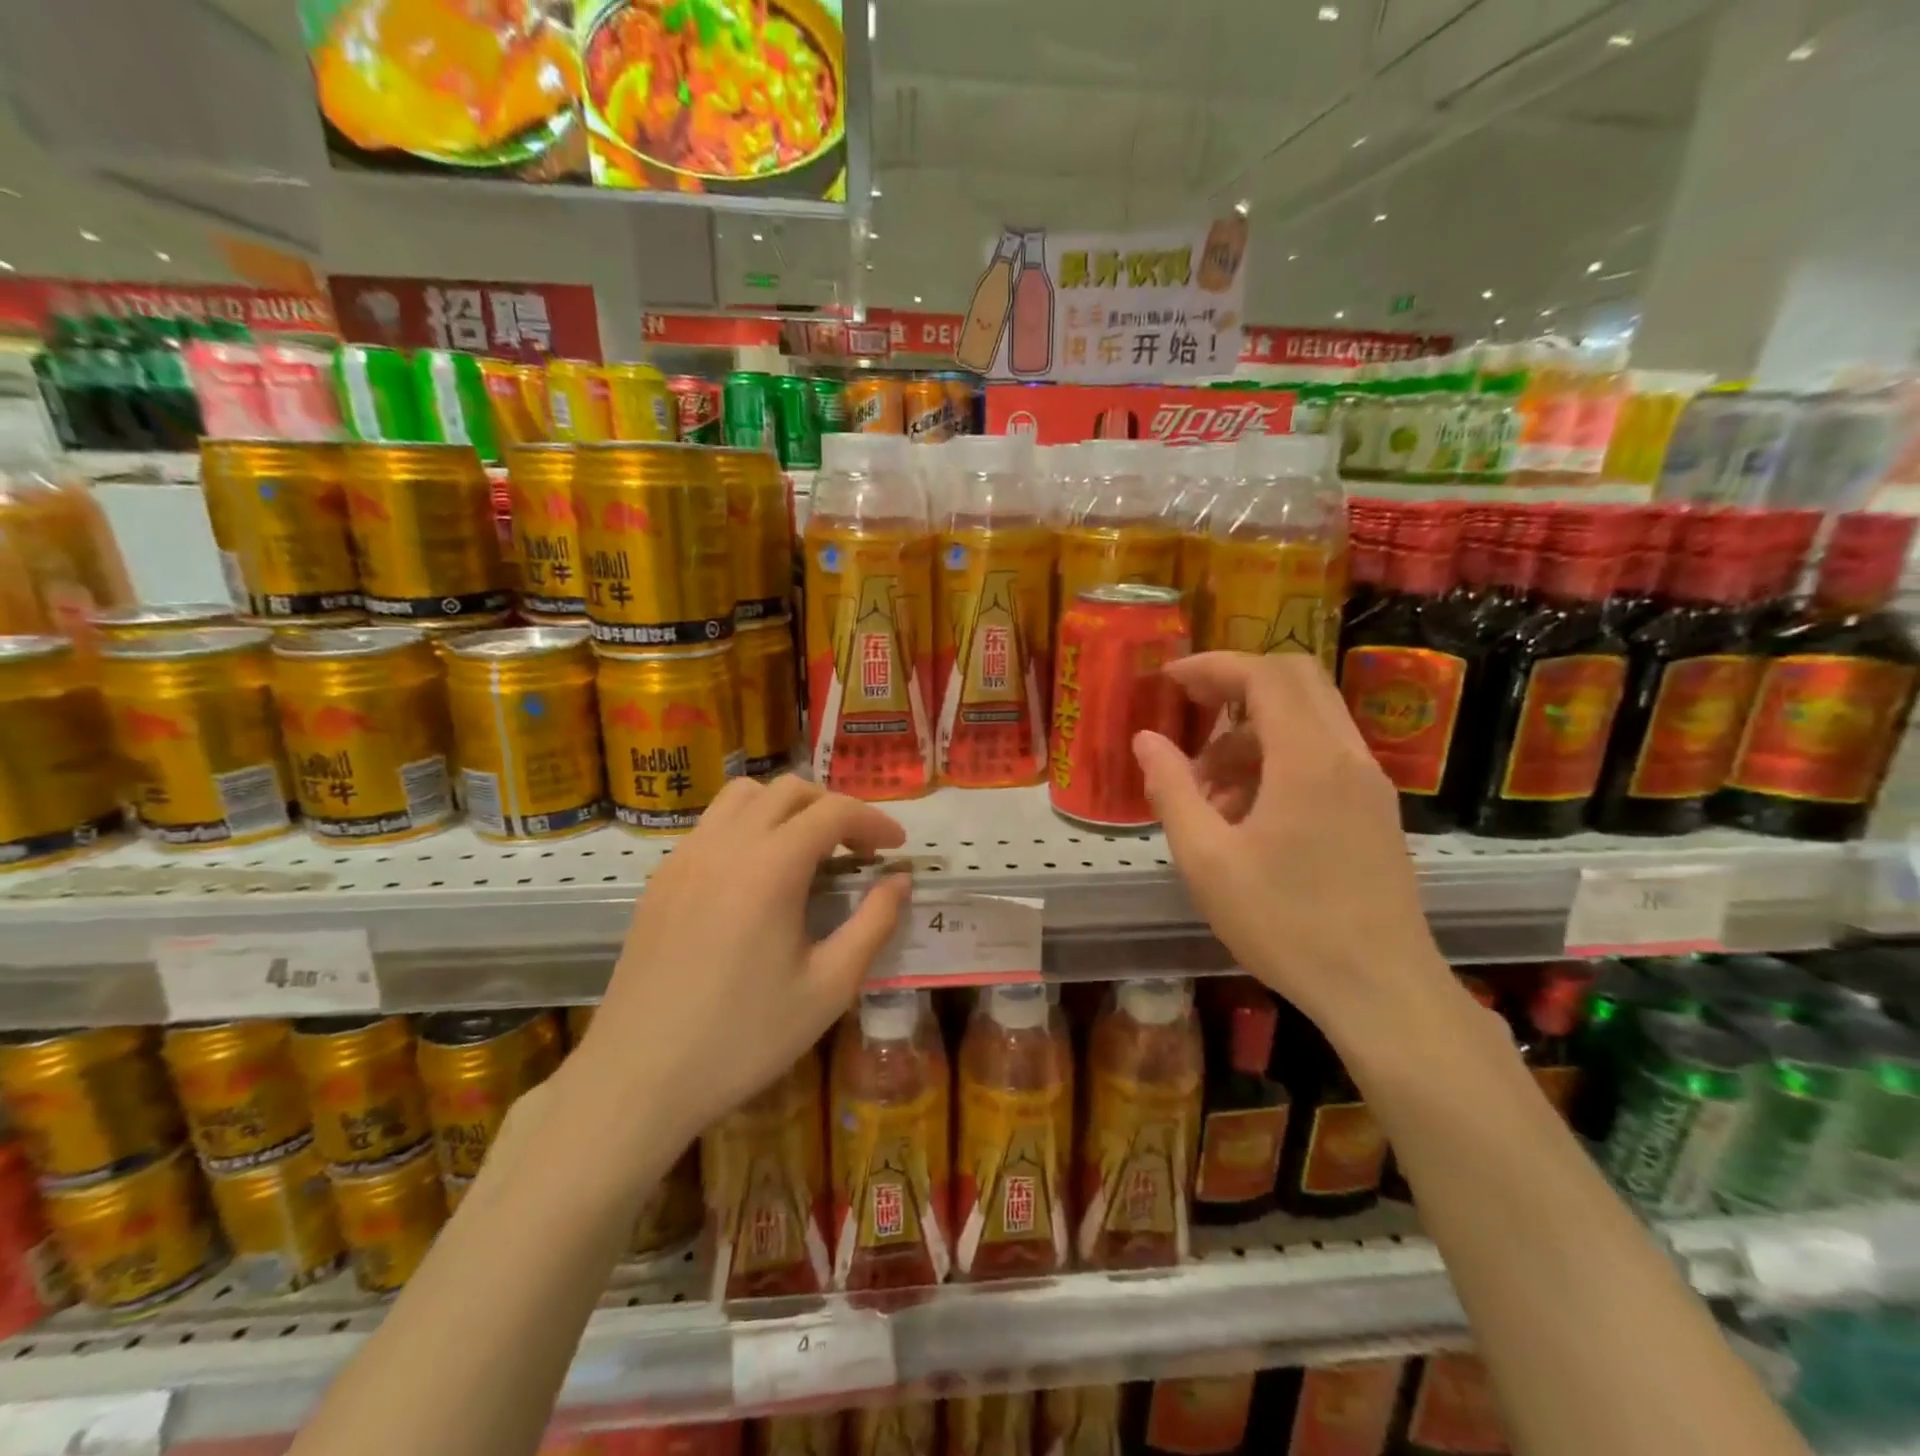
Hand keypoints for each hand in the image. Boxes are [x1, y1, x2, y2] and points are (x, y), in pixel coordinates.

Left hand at [569, 776, 910, 1163]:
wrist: (637, 1078)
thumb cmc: (743, 1038)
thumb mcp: (828, 988)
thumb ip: (874, 924)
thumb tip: (899, 881)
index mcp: (770, 867)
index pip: (833, 811)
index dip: (874, 821)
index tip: (897, 848)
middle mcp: (726, 844)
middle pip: (789, 790)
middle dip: (833, 807)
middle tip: (857, 849)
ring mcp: (686, 857)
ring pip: (743, 796)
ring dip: (786, 808)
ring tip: (807, 850)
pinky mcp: (661, 878)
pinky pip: (712, 824)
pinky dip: (748, 826)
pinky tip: (757, 876)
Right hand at [1132, 652, 1458, 1051]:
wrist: (1382, 991)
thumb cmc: (1286, 925)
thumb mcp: (1207, 860)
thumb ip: (1172, 790)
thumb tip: (1146, 740)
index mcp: (1308, 760)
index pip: (1264, 676)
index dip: (1213, 666)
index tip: (1168, 679)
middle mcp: (1347, 756)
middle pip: (1297, 681)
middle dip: (1236, 684)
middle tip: (1188, 709)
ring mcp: (1369, 783)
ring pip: (1309, 720)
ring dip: (1252, 731)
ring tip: (1206, 786)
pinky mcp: (1375, 811)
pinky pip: (1323, 756)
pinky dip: (1278, 758)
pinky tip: (1245, 813)